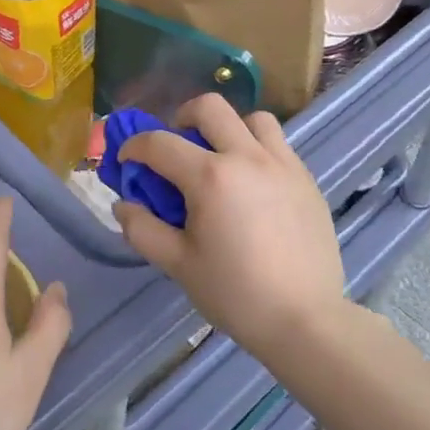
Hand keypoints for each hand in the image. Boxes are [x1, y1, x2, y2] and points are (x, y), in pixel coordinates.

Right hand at [113, 94, 343, 358]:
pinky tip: (252, 186)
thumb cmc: (236, 293)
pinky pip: (278, 145)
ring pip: (252, 119)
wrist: (306, 321)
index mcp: (210, 177)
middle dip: (182, 118)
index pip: (160, 143)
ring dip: (228, 129)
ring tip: (221, 159)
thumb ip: (143, 229)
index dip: (135, 147)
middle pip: (210, 107)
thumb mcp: (178, 265)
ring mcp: (283, 165)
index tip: (127, 161)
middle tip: (176, 146)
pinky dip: (257, 150)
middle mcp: (247, 157)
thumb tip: (123, 205)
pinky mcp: (307, 180)